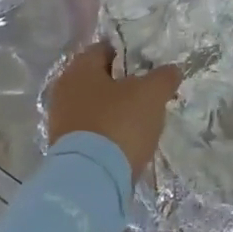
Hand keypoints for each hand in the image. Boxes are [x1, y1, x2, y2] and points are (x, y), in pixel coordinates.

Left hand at [46, 44, 179, 181]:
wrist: (91, 181)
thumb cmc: (119, 124)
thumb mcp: (151, 95)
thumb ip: (163, 77)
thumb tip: (172, 70)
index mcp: (79, 69)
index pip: (104, 49)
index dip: (127, 54)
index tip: (147, 65)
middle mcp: (64, 90)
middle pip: (98, 79)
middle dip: (121, 84)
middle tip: (147, 93)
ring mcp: (61, 121)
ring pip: (94, 106)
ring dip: (114, 110)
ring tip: (140, 120)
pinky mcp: (64, 149)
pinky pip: (90, 131)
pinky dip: (107, 132)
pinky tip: (125, 142)